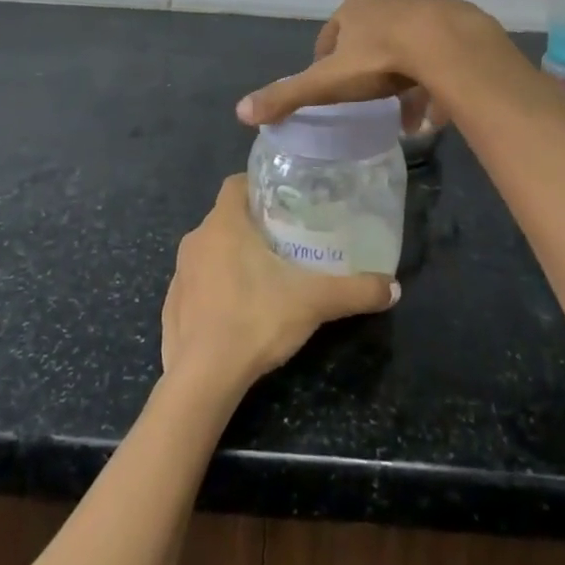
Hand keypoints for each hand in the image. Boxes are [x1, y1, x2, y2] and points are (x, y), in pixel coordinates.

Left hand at [162, 176, 397, 394]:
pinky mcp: (171, 305)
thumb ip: (354, 291)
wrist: (202, 379)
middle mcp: (196, 239)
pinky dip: (216, 288)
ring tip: (266, 274)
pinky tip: (238, 310)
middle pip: (227, 218)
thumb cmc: (254, 320)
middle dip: (253, 225)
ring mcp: (180, 273)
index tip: (285, 199)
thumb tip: (393, 287)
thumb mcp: (313, 302)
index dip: (259, 186)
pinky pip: (197, 283)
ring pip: (211, 250)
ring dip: (233, 256)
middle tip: (287, 239)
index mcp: (223, 224)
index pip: (236, 184)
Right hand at [236, 0, 504, 128]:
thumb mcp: (327, 82)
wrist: (446, 44)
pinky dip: (433, 81)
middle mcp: (385, 2)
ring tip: (407, 116)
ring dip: (403, 80)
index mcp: (352, 11)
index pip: (330, 36)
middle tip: (370, 103)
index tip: (331, 88)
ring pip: (406, 48)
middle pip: (370, 39)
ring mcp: (422, 8)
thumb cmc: (380, 59)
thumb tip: (240, 112)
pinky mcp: (453, 22)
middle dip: (367, 72)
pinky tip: (436, 111)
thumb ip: (287, 96)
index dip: (326, 62)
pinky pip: (437, 56)